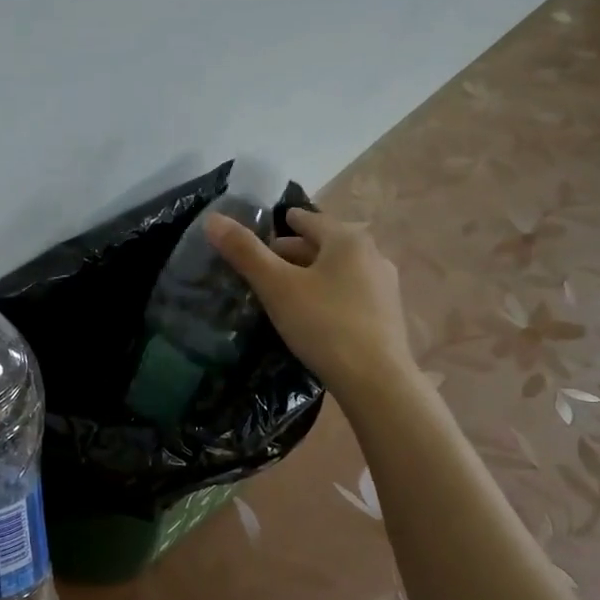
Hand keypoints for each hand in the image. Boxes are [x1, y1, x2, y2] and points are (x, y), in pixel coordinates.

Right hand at [206, 206, 414, 396]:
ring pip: (338, 270)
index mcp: (347, 240)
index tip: (266, 229)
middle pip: (325, 245)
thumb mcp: (277, 287)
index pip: (309, 220)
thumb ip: (245, 252)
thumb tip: (212, 219)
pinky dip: (328, 294)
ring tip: (285, 291)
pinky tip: (313, 313)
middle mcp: (372, 255)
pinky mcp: (387, 314)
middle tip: (265, 265)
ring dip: (312, 274)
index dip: (285, 222)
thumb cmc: (324, 324)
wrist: (376, 380)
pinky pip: (350, 293)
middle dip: (294, 252)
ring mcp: (384, 286)